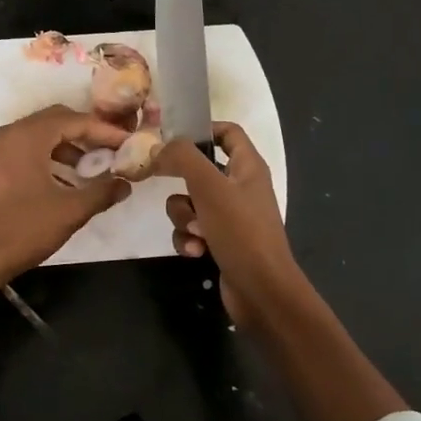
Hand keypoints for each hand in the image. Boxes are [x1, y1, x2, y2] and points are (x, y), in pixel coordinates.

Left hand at [0, 105, 132, 287]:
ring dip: (67, 147)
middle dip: (85, 134)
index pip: (74, 120)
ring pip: (40, 136)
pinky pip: (26, 151)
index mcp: (28, 136)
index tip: (127, 143)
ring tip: (92, 169)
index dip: (104, 131)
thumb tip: (125, 184)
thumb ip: (101, 192)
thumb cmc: (23, 229)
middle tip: (111, 150)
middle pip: (55, 121)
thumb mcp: (70, 211)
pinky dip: (48, 158)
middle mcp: (9, 134)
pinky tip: (65, 182)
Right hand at [157, 122, 303, 328]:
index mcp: (248, 167)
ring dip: (183, 218)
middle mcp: (241, 188)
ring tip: (196, 232)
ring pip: (189, 204)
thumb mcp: (209, 187)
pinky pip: (192, 231)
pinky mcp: (220, 242)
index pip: (228, 132)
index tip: (171, 139)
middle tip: (166, 186)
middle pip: (199, 170)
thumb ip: (183, 159)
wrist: (261, 290)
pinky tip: (197, 252)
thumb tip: (159, 149)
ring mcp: (231, 217)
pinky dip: (189, 239)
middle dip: (181, 184)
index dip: (202, 130)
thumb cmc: (241, 232)